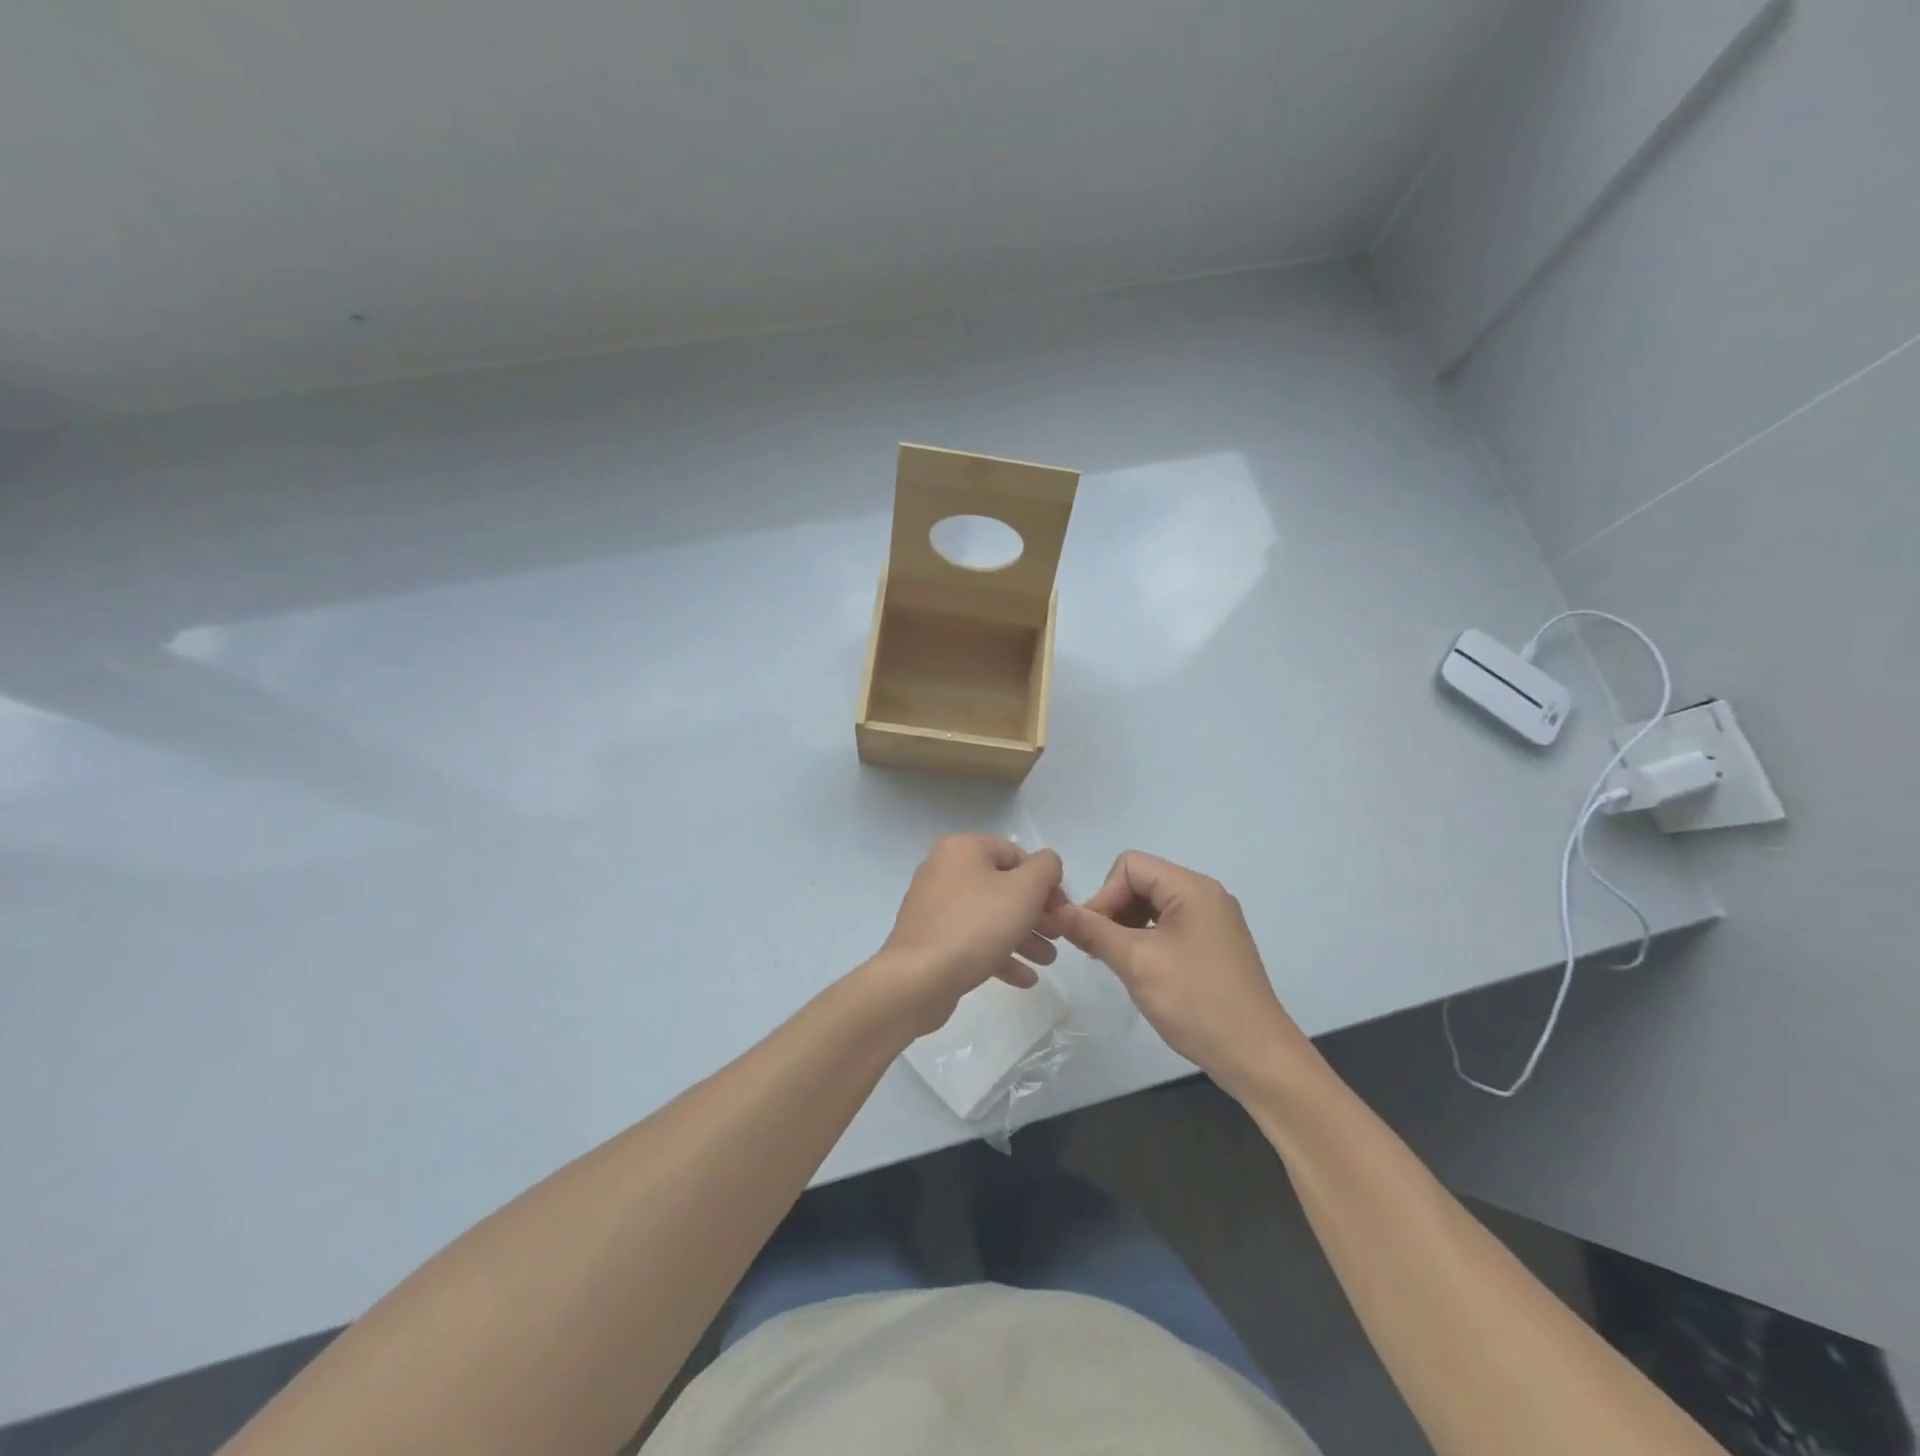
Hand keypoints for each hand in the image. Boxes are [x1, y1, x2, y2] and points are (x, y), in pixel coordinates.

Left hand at [869, 834, 1065, 1036]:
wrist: (918, 978)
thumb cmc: (976, 925)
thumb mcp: (1024, 890)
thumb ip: (1046, 868)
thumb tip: (1048, 864)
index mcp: (963, 849)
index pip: (1016, 855)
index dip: (1045, 881)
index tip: (1063, 910)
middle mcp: (944, 870)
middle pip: (1003, 887)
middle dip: (1036, 913)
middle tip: (1058, 937)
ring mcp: (934, 906)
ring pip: (990, 916)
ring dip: (1023, 936)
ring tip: (1048, 961)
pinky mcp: (931, 939)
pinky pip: (972, 939)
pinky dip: (999, 954)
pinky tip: (1025, 979)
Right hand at [1056, 851, 1311, 1098]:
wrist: (1257, 1057)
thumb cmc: (1196, 1003)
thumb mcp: (1137, 964)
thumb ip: (1093, 931)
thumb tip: (1057, 910)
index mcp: (1192, 888)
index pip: (1130, 866)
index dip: (1104, 895)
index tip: (1091, 935)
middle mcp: (1205, 894)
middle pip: (1141, 882)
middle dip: (1114, 910)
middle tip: (1099, 950)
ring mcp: (1213, 920)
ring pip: (1153, 905)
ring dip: (1127, 926)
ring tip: (1115, 961)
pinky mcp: (1214, 944)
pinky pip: (1169, 925)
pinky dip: (1147, 939)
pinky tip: (1140, 969)